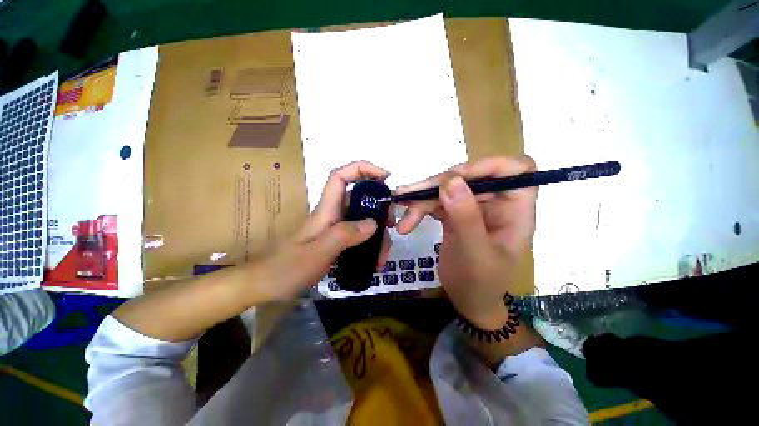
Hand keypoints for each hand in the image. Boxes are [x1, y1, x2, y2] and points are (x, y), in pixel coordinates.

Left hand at [256, 161, 392, 299]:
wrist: (268, 286)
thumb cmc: (287, 268)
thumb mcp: (317, 253)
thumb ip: (344, 236)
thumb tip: (373, 223)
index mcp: (326, 209)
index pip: (341, 176)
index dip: (362, 169)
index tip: (385, 177)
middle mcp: (333, 215)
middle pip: (360, 199)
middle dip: (379, 207)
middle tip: (392, 224)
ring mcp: (336, 229)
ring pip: (363, 220)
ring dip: (378, 234)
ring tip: (383, 255)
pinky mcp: (338, 242)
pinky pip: (360, 237)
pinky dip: (371, 246)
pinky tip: (375, 262)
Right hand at [396, 156, 536, 328]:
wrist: (467, 299)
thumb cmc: (480, 283)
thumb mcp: (474, 254)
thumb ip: (465, 218)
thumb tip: (451, 181)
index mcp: (515, 209)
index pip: (516, 169)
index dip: (487, 166)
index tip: (455, 178)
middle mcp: (496, 202)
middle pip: (469, 176)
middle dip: (437, 186)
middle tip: (409, 197)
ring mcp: (473, 206)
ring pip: (447, 187)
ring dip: (422, 197)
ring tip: (400, 209)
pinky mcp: (455, 212)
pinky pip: (436, 201)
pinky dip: (419, 207)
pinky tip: (406, 219)